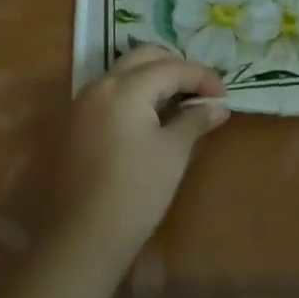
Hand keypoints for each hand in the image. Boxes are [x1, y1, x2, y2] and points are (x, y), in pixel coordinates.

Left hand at [52, 48, 228, 266]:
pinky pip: (110, 92)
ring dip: (153, 78)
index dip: (202, 77)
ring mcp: (82, 103)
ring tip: (179, 100)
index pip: (171, 68)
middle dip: (176, 67)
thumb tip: (218, 106)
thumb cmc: (135, 193)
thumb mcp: (173, 153)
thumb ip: (195, 120)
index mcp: (124, 88)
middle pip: (144, 58)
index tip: (224, 94)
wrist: (81, 240)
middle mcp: (99, 85)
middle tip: (201, 89)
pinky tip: (151, 116)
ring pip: (124, 72)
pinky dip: (134, 93)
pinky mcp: (74, 123)